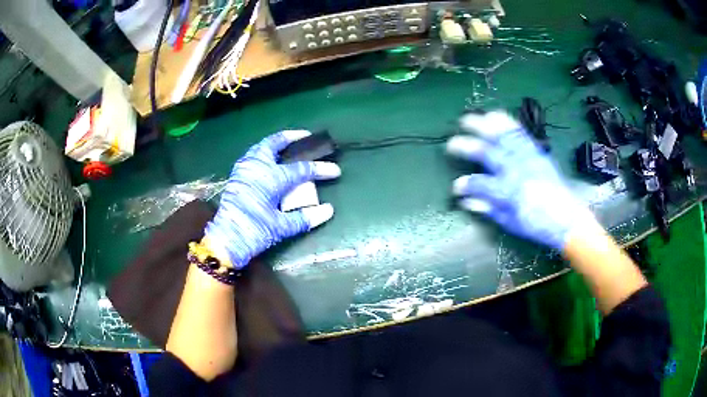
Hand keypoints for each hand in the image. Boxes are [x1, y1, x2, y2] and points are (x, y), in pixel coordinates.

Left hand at [204, 130, 340, 268]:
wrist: (225, 241)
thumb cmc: (253, 232)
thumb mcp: (281, 227)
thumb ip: (305, 217)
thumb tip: (328, 210)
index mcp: (270, 178)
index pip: (301, 169)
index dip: (320, 169)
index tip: (335, 170)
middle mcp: (257, 167)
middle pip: (275, 143)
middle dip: (291, 137)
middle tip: (305, 136)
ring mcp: (244, 169)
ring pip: (260, 147)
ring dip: (275, 143)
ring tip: (287, 145)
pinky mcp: (236, 176)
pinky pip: (252, 156)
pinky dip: (263, 152)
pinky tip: (268, 160)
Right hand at [447, 111, 594, 249]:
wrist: (568, 219)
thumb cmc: (538, 225)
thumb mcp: (511, 222)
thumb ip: (488, 208)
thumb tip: (467, 200)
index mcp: (509, 193)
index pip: (481, 184)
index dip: (465, 184)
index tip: (455, 186)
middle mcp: (517, 171)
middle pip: (489, 153)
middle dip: (468, 146)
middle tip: (452, 141)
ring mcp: (528, 159)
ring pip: (504, 137)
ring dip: (485, 126)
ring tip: (471, 118)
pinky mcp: (537, 153)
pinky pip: (521, 134)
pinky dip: (507, 123)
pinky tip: (497, 116)